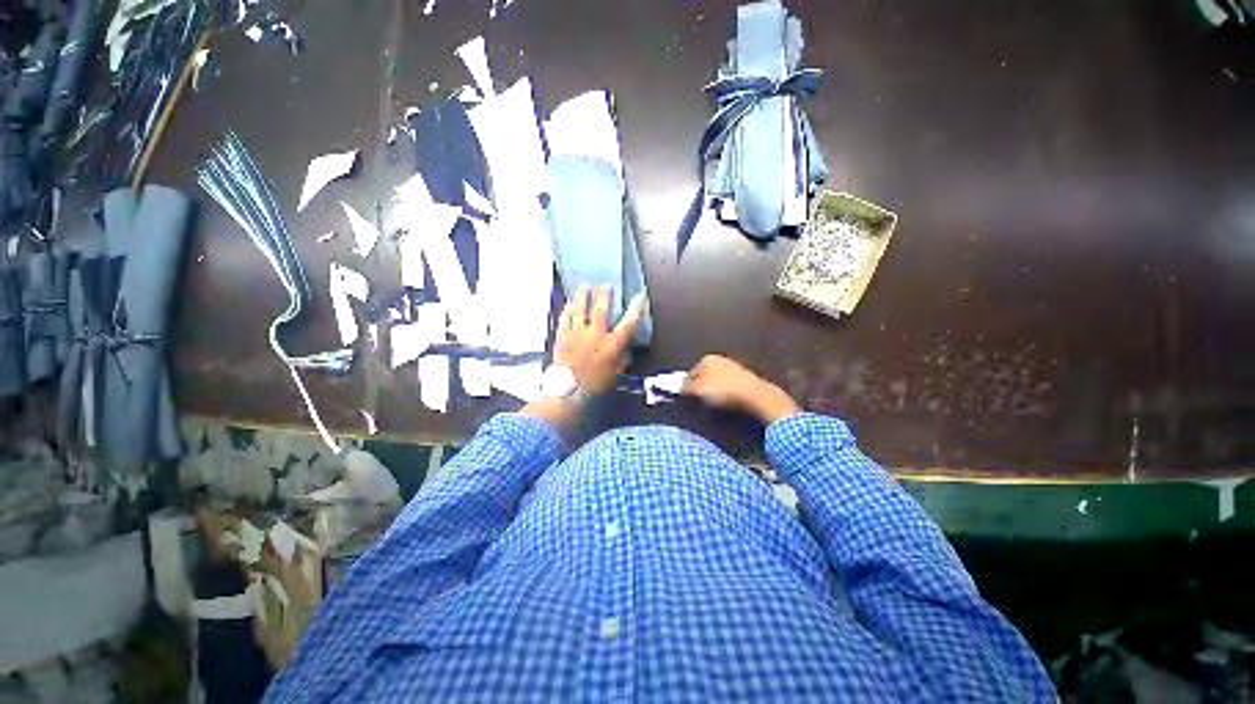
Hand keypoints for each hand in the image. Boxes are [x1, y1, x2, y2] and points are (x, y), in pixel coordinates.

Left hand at [553, 285, 643, 393]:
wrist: (569, 390)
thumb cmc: (595, 385)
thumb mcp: (614, 375)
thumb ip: (621, 361)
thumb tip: (625, 353)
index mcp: (611, 345)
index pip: (627, 324)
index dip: (635, 310)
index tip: (639, 298)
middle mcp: (595, 335)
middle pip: (601, 310)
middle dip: (605, 296)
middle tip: (606, 286)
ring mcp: (577, 333)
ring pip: (580, 309)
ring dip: (583, 296)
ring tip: (585, 286)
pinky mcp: (563, 336)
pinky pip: (565, 318)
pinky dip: (567, 309)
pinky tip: (569, 303)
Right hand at [684, 355, 799, 422]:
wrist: (754, 395)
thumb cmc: (722, 391)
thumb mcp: (697, 391)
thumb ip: (684, 388)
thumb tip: (679, 387)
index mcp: (706, 359)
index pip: (690, 374)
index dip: (688, 388)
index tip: (690, 400)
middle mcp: (720, 359)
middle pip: (704, 377)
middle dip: (702, 388)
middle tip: (702, 403)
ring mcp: (734, 367)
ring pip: (717, 382)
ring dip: (715, 392)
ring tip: (716, 405)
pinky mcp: (746, 377)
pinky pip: (730, 386)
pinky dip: (728, 394)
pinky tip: (729, 403)